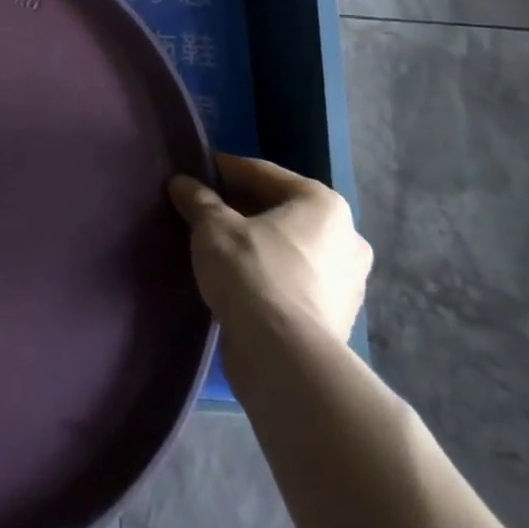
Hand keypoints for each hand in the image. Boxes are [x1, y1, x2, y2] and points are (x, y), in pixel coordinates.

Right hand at [168, 155, 369, 354]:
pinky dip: (268, 274)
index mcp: (323, 204)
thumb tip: (182, 183)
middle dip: (242, 209)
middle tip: (204, 210)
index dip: (225, 170)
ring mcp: (347, 282)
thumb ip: (198, 199)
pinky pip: (294, 280)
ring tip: (217, 246)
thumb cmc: (252, 271)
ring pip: (289, 247)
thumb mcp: (213, 226)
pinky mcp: (337, 318)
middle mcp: (346, 237)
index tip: (197, 173)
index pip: (262, 173)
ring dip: (257, 243)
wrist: (284, 357)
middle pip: (280, 210)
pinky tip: (238, 279)